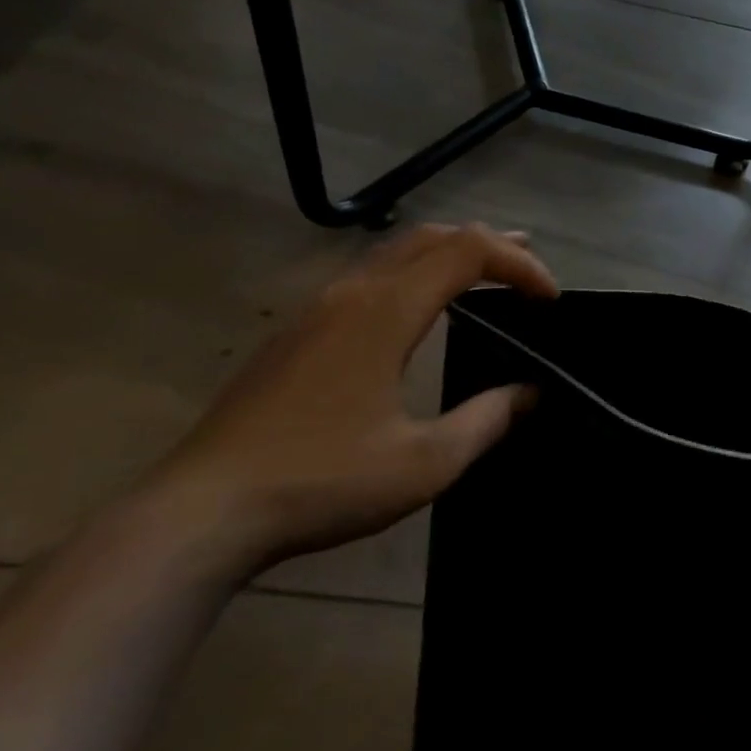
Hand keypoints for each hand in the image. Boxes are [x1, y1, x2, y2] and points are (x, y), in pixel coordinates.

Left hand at [145, 223, 558, 573]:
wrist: (200, 513)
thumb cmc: (321, 482)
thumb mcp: (425, 462)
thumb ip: (486, 420)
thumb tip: (529, 394)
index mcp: (386, 310)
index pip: (468, 252)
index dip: (519, 264)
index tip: (551, 299)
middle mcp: (351, 293)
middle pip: (431, 237)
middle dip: (490, 245)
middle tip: (530, 270)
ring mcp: (315, 309)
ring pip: (394, 252)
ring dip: (448, 254)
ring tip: (486, 276)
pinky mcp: (294, 333)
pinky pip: (368, 276)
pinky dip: (413, 273)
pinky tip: (418, 310)